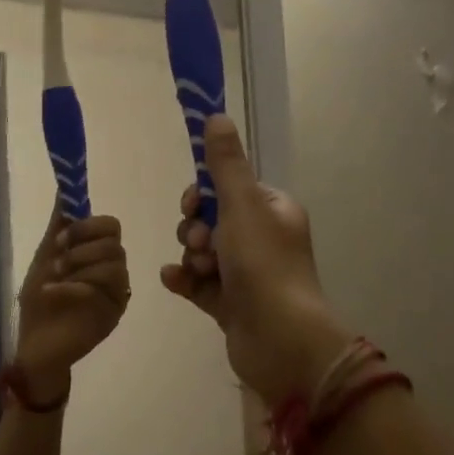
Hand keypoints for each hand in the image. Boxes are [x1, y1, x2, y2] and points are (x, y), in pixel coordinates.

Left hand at [13, 212, 130, 401]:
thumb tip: (64, 189)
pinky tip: (52, 292)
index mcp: (97, 255)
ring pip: (114, 265)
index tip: (60, 237)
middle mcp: (112, 272)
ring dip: (79, 266)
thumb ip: (59, 226)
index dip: (88, 226)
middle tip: (58, 259)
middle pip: (115, 244)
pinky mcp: (112, 315)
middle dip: (84, 245)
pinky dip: (72, 287)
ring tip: (54, 277)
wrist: (35, 345)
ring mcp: (115, 294)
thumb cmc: (39, 303)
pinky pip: (100, 290)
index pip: (111, 226)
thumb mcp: (45, 258)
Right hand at [158, 116, 350, 404]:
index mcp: (272, 211)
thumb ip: (224, 165)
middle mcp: (261, 240)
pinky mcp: (230, 304)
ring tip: (201, 269)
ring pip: (201, 252)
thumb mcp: (242, 205)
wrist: (279, 339)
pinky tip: (174, 280)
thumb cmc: (264, 265)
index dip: (203, 195)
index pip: (228, 190)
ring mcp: (245, 275)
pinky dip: (184, 280)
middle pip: (210, 221)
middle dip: (195, 229)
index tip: (192, 205)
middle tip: (202, 243)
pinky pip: (198, 283)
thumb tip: (216, 116)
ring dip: (191, 256)